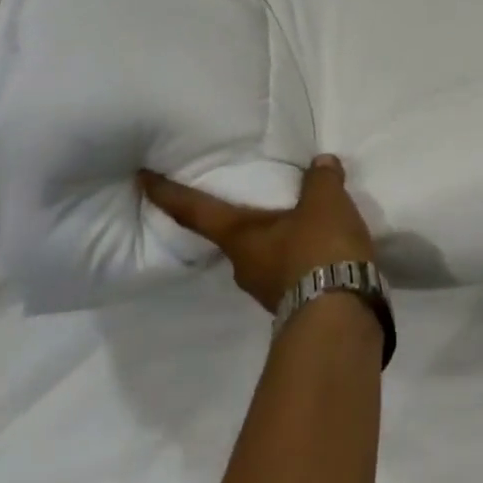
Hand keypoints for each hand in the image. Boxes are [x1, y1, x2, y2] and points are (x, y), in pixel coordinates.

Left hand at [139, 155, 374, 311]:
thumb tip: (321, 164)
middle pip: (232, 235)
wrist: (340, 317)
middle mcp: (243, 266)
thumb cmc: (317, 250)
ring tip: (301, 219)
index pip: (194, 211)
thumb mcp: (324, 202)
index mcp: (238, 238)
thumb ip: (320, 179)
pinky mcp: (294, 303)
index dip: (167, 194)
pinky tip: (322, 245)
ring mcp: (266, 290)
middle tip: (251, 196)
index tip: (141, 179)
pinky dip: (300, 254)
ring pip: (264, 254)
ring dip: (276, 237)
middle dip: (240, 218)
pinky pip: (290, 269)